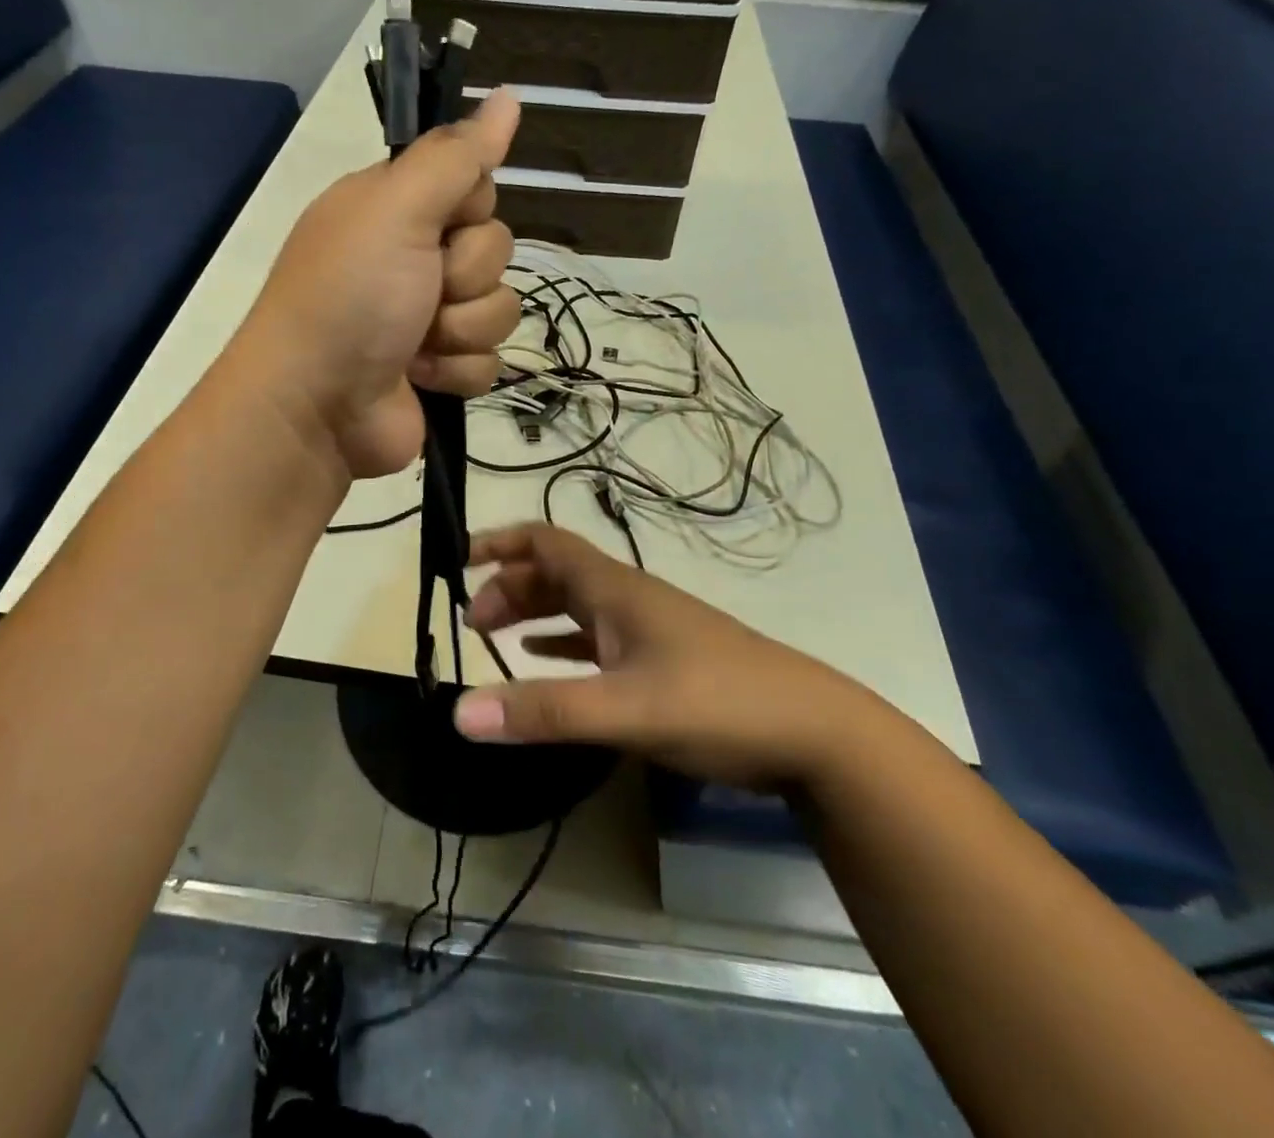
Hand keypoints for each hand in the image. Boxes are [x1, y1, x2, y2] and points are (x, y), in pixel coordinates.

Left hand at [239, 90, 522, 479]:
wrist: (317, 407)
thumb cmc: (349, 297)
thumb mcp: (395, 209)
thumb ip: (456, 156)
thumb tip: (508, 95)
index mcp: (395, 208)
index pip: (474, 186)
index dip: (468, 209)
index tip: (439, 226)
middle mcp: (414, 257)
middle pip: (495, 249)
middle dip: (464, 278)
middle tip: (420, 293)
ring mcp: (429, 317)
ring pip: (500, 308)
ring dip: (461, 330)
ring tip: (414, 345)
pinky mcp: (442, 369)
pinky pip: (489, 360)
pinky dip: (457, 371)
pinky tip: (420, 378)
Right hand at [452, 524, 887, 789]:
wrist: (814, 731)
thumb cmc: (718, 704)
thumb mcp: (626, 710)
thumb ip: (545, 711)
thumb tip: (459, 711)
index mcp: (616, 590)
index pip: (547, 543)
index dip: (501, 543)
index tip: (459, 560)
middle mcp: (628, 598)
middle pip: (556, 573)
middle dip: (510, 586)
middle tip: (474, 623)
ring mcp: (649, 629)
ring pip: (576, 605)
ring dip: (534, 613)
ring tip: (496, 638)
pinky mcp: (664, 661)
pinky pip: (598, 640)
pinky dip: (563, 643)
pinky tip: (549, 664)